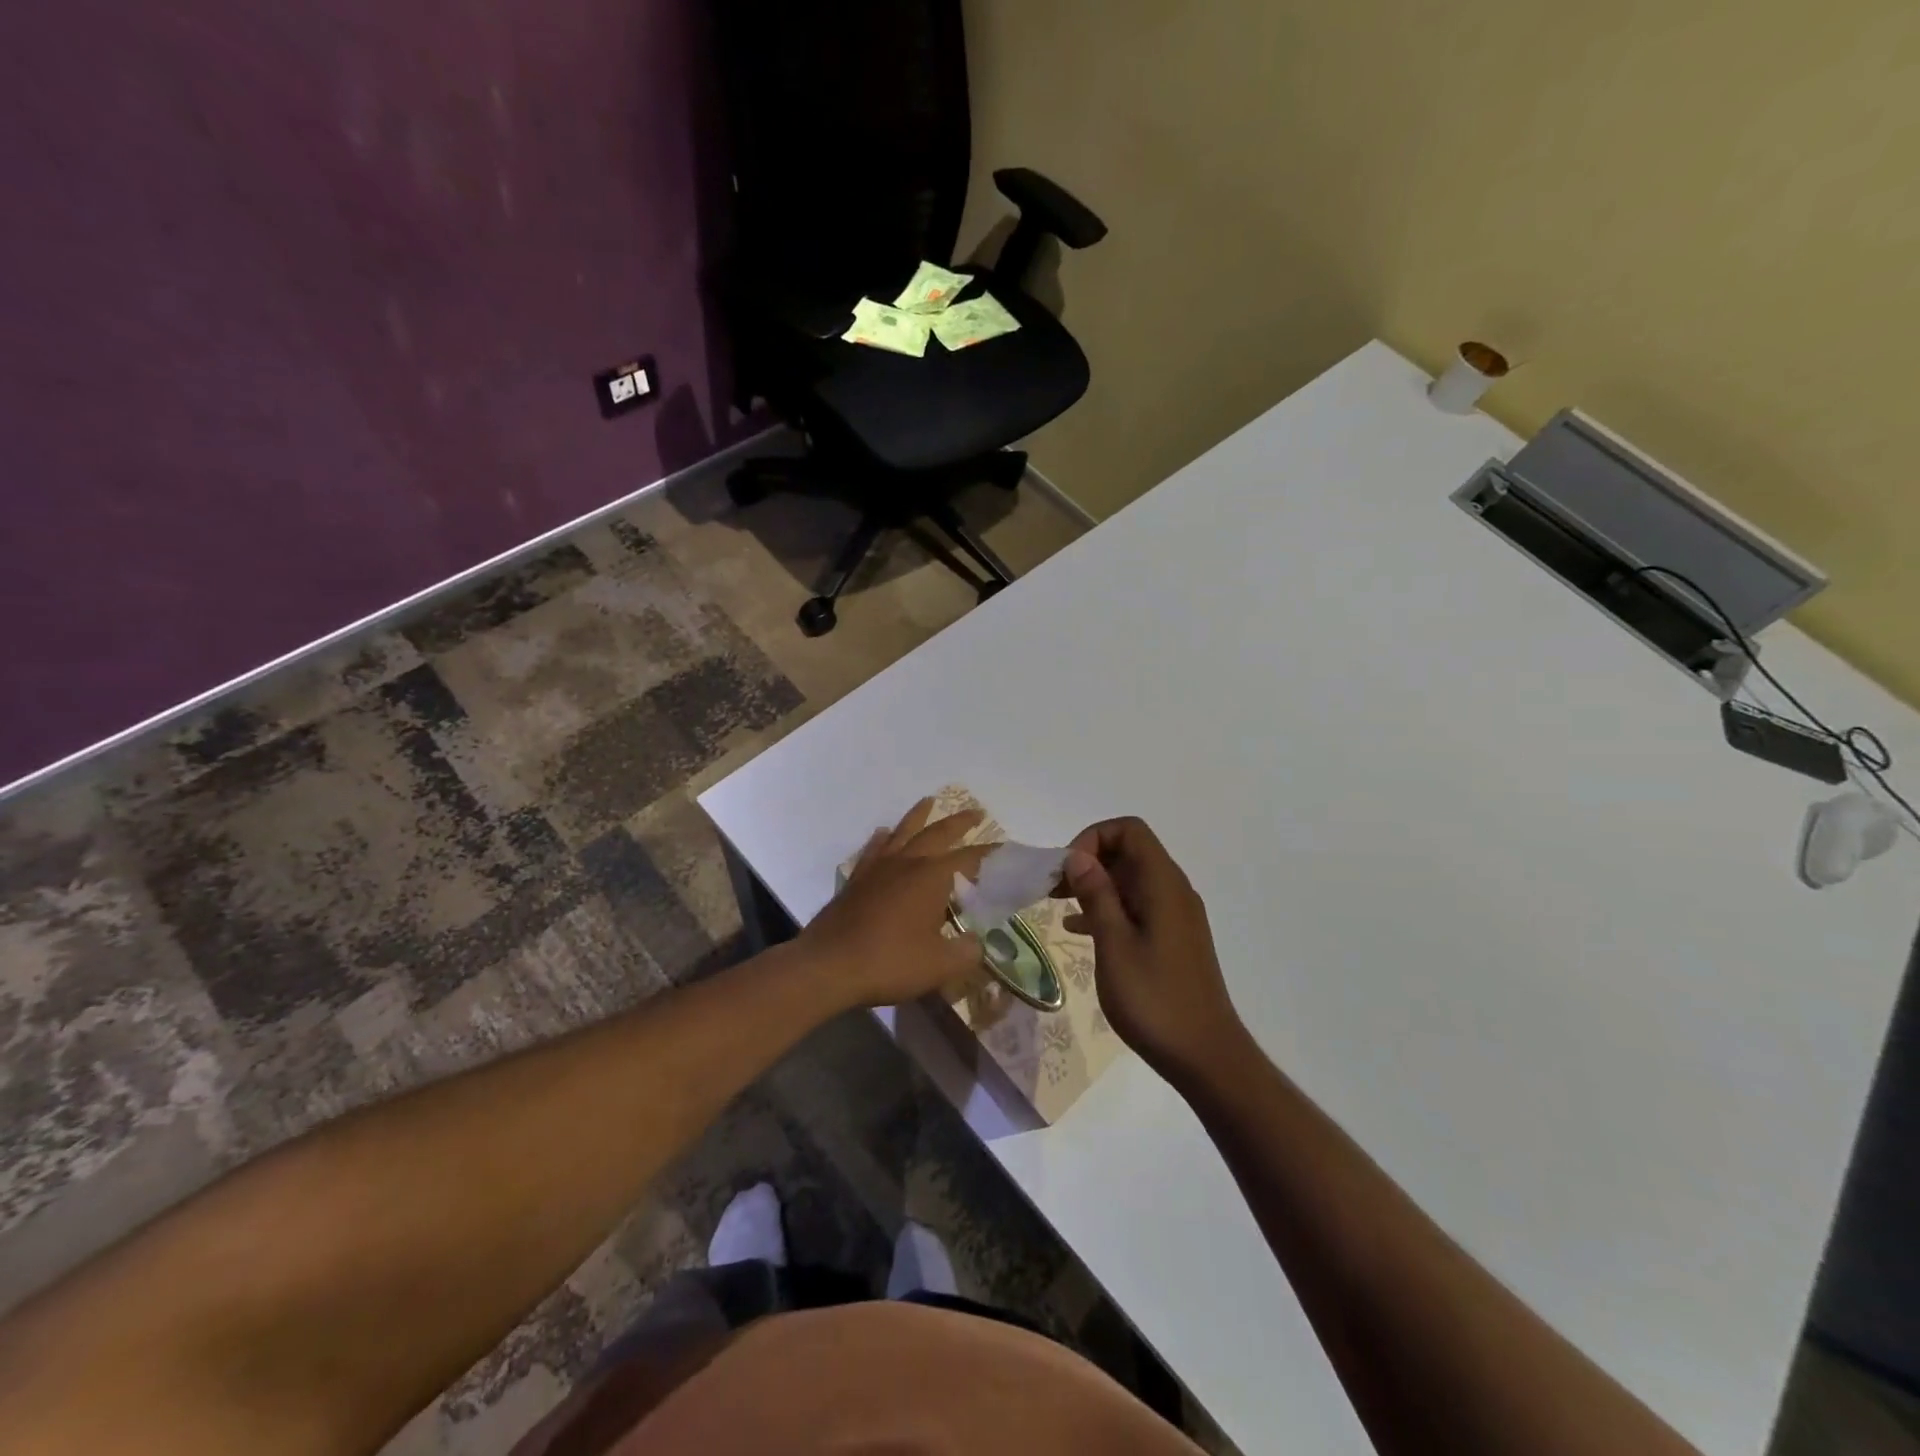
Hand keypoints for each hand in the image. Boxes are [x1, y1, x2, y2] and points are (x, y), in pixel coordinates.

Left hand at [800, 798, 991, 1009]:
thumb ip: (966, 952)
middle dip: (959, 822)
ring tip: (928, 802)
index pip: (969, 859)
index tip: (1004, 849)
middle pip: (937, 833)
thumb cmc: (890, 962)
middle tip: (975, 812)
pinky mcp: (857, 879)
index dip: (989, 854)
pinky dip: (883, 838)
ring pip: (903, 832)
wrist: (830, 965)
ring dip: (919, 816)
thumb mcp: (940, 966)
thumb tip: (977, 943)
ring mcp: (878, 868)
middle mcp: (907, 863)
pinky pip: (874, 849)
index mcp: (932, 877)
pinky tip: (884, 833)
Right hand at [1061, 818, 1244, 1083]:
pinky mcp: (1172, 938)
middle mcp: (1173, 890)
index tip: (1067, 871)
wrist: (1205, 1056)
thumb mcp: (1114, 944)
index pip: (1128, 830)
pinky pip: (1136, 906)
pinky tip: (1079, 930)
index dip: (1093, 838)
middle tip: (1053, 890)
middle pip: (1129, 852)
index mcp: (1162, 884)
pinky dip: (1108, 908)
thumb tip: (1078, 856)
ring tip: (1057, 906)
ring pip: (1130, 880)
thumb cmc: (1155, 999)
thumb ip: (1096, 895)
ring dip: (1094, 886)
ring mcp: (1175, 915)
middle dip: (1088, 862)